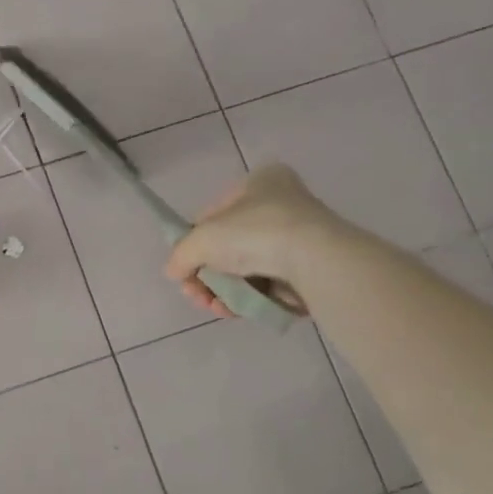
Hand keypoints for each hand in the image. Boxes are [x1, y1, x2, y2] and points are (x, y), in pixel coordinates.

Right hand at [163, 165, 339, 318]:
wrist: (317, 261)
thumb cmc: (256, 233)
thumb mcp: (201, 239)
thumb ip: (181, 255)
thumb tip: (174, 272)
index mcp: (260, 182)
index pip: (213, 215)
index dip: (194, 243)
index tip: (185, 268)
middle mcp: (282, 205)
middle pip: (229, 246)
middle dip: (208, 275)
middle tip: (196, 295)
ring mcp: (299, 238)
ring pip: (247, 269)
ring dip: (224, 291)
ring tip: (216, 308)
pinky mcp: (311, 269)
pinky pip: (269, 284)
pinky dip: (249, 298)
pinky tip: (235, 311)